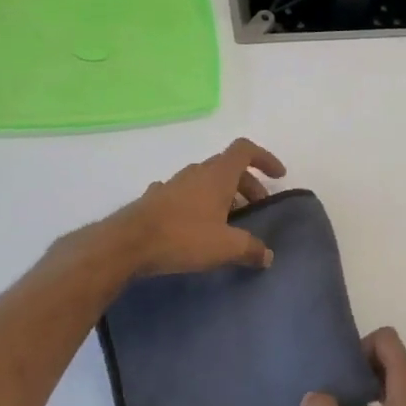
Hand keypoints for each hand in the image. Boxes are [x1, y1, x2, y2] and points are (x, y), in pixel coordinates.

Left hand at [110, 138, 286, 278]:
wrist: (127, 244)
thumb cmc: (183, 237)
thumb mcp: (225, 246)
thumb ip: (251, 249)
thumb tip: (267, 255)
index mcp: (218, 175)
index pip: (245, 150)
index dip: (265, 158)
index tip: (278, 176)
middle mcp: (196, 172)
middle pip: (228, 167)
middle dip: (247, 184)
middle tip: (256, 209)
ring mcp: (173, 184)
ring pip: (205, 180)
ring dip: (222, 194)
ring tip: (228, 221)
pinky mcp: (154, 199)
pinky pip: (184, 194)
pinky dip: (197, 204)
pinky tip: (194, 225)